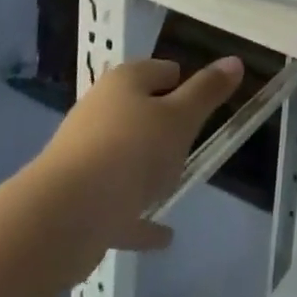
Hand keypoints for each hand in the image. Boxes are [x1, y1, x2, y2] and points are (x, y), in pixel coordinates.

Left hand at [38, 56, 243, 277]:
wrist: (61, 218)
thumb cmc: (130, 153)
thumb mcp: (180, 118)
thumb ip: (207, 92)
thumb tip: (234, 60)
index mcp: (125, 83)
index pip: (163, 70)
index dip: (186, 84)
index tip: (205, 106)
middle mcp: (100, 110)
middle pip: (141, 110)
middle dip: (166, 126)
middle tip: (192, 144)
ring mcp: (84, 154)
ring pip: (125, 154)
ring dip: (147, 168)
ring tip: (175, 183)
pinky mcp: (76, 197)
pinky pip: (116, 202)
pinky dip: (137, 215)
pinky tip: (162, 236)